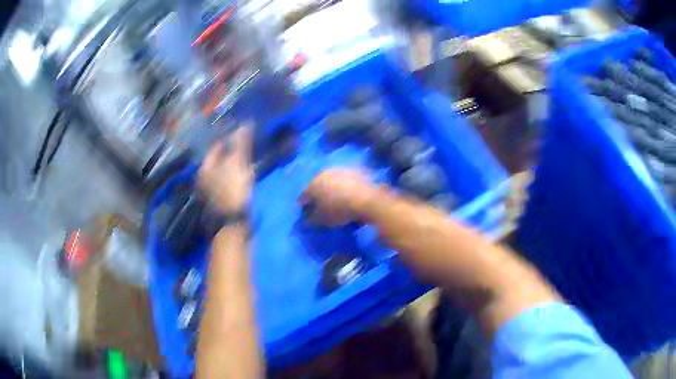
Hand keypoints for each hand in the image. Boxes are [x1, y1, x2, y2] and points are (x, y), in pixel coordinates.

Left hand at [199, 126, 252, 212]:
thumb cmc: (233, 189)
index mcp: (205, 167)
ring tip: (249, 158)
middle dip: (232, 150)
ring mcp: (212, 189)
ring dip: (235, 163)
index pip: (216, 146)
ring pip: (224, 170)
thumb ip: (240, 143)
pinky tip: (246, 175)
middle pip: (219, 159)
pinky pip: (229, 180)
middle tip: (247, 145)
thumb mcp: (237, 164)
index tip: (242, 133)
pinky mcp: (221, 198)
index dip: (229, 138)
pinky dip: (236, 175)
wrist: (234, 222)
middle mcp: (205, 177)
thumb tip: (245, 123)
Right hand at [300, 168, 378, 225]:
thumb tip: (305, 220)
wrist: (367, 199)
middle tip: (321, 205)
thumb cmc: (339, 210)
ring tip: (337, 200)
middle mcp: (325, 173)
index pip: (304, 195)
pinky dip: (346, 188)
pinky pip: (347, 181)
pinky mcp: (356, 171)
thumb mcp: (322, 220)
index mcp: (313, 184)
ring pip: (332, 181)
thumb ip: (310, 219)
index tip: (306, 213)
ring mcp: (341, 170)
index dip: (304, 205)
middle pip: (318, 185)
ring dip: (333, 189)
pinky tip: (350, 196)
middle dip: (318, 195)